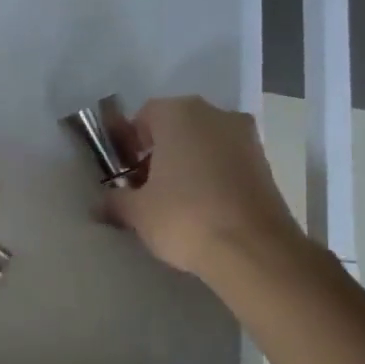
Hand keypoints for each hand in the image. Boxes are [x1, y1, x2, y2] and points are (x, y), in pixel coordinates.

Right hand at [103, 96, 306, 276]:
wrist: (254, 250)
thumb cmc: (185, 216)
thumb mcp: (137, 212)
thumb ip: (115, 201)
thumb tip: (99, 205)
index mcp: (179, 113)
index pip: (144, 116)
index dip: (130, 144)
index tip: (124, 173)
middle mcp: (215, 114)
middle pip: (177, 128)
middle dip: (159, 153)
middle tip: (145, 187)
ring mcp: (246, 137)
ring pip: (204, 144)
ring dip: (187, 164)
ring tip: (174, 201)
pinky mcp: (265, 164)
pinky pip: (226, 161)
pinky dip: (212, 176)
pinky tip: (202, 208)